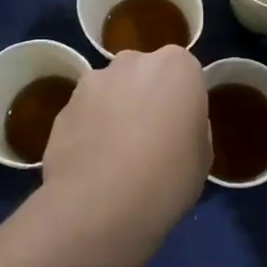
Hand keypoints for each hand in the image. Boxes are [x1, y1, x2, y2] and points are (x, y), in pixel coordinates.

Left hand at [40, 46, 208, 233]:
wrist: (99, 205)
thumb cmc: (167, 178)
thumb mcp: (203, 157)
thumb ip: (192, 127)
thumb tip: (174, 126)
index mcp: (178, 67)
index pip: (186, 73)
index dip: (183, 102)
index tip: (181, 129)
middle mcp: (134, 61)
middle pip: (145, 73)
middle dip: (147, 97)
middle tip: (149, 139)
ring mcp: (94, 81)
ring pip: (111, 91)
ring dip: (115, 111)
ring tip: (115, 156)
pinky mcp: (63, 105)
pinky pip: (86, 113)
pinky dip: (89, 130)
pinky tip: (92, 165)